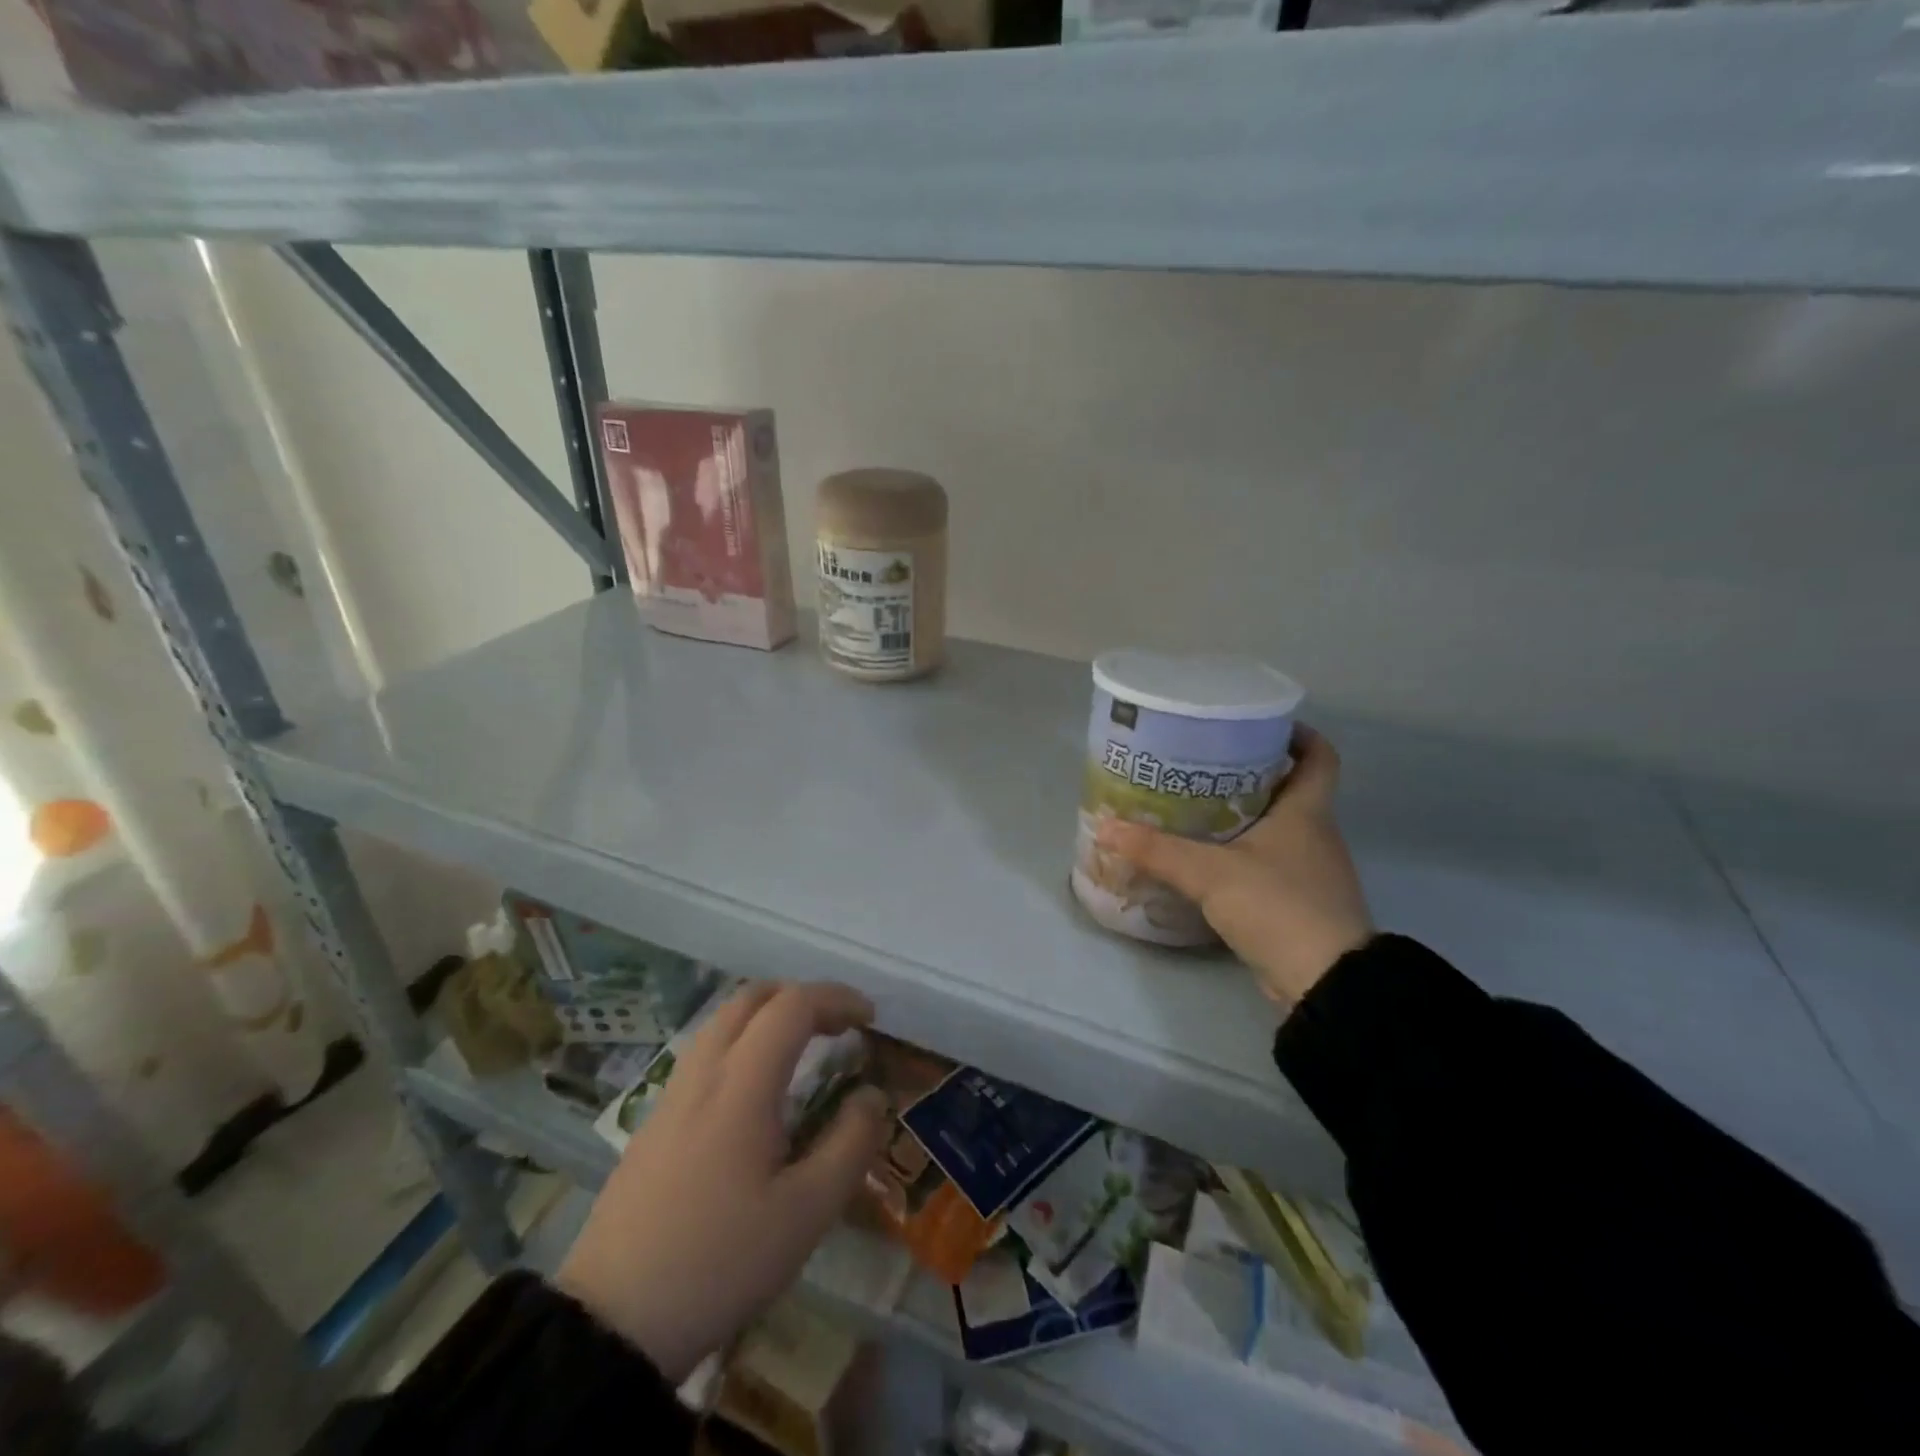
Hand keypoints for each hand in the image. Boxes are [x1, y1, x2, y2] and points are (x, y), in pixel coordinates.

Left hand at [554, 981, 889, 1380]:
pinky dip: (744, 1040)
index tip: (870, 1020)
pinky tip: (757, 1089)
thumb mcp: (806, 1213)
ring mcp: (671, 1094)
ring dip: (769, 1014)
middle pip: (752, 997)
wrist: (612, 1323)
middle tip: (838, 1026)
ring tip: (803, 1047)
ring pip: (723, 1020)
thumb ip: (850, 1144)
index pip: (793, 1006)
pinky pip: (705, 1050)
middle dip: (802, 997)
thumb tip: (873, 1095)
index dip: (837, 999)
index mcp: (741, 1085)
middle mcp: (703, 1073)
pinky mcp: (654, 1120)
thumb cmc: (720, 1262)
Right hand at [1096, 726, 1372, 1006]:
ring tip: (1195, 808)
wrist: (1324, 983)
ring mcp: (1311, 872)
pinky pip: (1270, 864)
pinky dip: (1243, 856)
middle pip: (1290, 789)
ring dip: (1244, 816)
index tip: (1257, 726)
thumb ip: (1157, 850)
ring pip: (1279, 828)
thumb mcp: (1209, 873)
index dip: (1297, 735)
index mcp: (1308, 812)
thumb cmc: (1278, 906)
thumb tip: (1106, 826)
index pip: (1319, 757)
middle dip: (1250, 774)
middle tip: (1202, 765)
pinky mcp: (1299, 904)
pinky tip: (1207, 862)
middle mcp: (1316, 835)